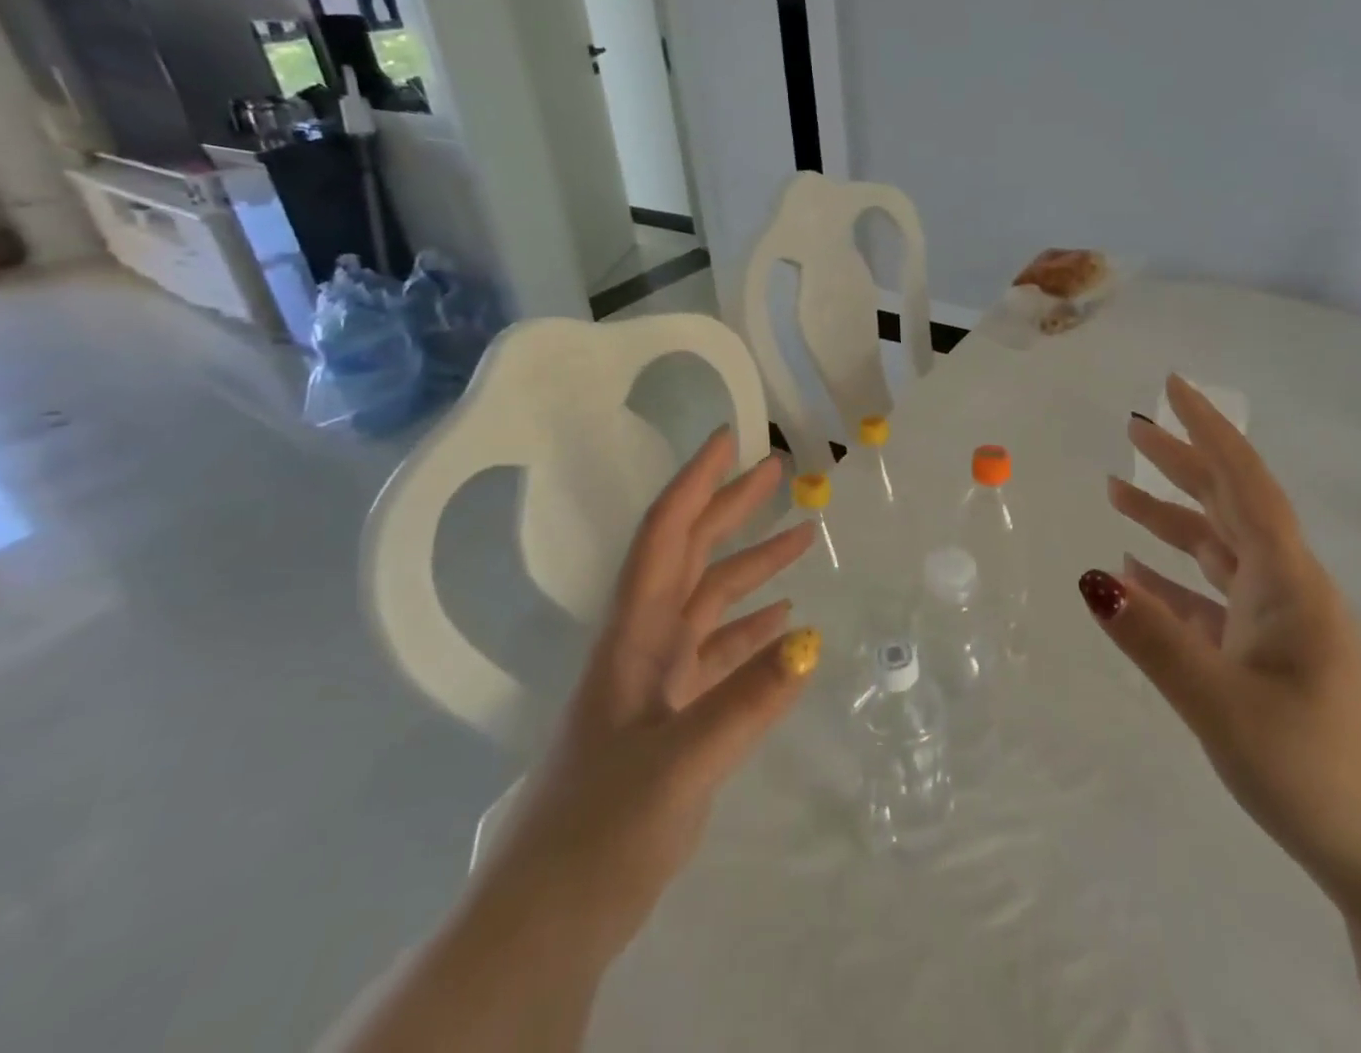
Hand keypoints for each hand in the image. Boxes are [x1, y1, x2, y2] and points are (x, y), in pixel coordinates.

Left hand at [470, 427, 821, 971]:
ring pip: (710, 602)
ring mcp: (658, 682)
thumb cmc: (600, 830)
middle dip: (732, 508)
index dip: (696, 483)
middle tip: (779, 471)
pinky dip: (751, 629)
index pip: (666, 537)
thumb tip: (813, 639)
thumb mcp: (679, 764)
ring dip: (753, 567)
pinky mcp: (672, 717)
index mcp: (634, 636)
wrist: (547, 920)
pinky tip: (785, 622)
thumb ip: (746, 701)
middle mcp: (645, 644)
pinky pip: (719, 654)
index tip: (729, 440)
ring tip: (803, 537)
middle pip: (692, 556)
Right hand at [1090, 376, 1360, 908]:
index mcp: (1286, 582)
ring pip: (1216, 550)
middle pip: (1227, 505)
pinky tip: (1137, 575)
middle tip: (1132, 429)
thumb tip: (1090, 577)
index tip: (1173, 386)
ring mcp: (1278, 625)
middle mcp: (1284, 589)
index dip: (1208, 429)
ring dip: (1169, 519)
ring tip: (1117, 492)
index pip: (1242, 482)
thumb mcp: (1223, 706)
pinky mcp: (1268, 660)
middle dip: (1181, 463)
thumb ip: (1153, 639)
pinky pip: (1210, 600)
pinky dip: (1172, 580)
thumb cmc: (1321, 772)